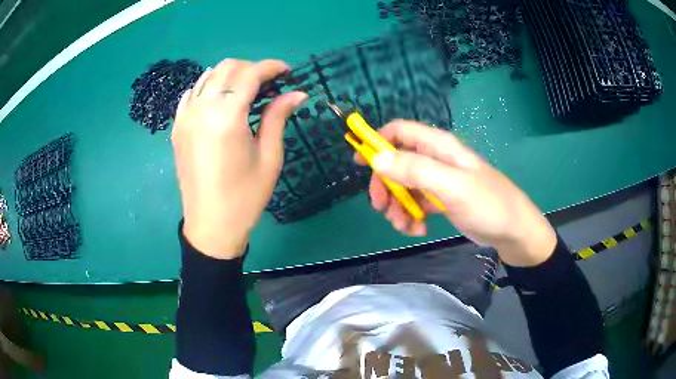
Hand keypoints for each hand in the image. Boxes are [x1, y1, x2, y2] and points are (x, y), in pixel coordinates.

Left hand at [172, 59, 306, 259]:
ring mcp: (185, 117)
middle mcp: (202, 109)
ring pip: (208, 76)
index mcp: (227, 117)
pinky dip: (209, 88)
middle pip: (227, 68)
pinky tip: (220, 100)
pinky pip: (192, 94)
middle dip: (251, 68)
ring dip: (230, 76)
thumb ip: (278, 117)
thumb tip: (297, 93)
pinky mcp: (178, 128)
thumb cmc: (245, 196)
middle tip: (269, 83)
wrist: (210, 225)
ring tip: (246, 91)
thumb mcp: (269, 157)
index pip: (250, 74)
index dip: (272, 67)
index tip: (288, 72)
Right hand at [360, 120, 556, 266]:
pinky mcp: (440, 200)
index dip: (377, 142)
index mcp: (438, 146)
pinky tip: (418, 231)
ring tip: (405, 227)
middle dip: (385, 186)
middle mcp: (435, 159)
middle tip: (381, 208)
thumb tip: (377, 159)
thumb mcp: (452, 186)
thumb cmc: (488, 203)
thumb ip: (415, 170)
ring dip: (397, 207)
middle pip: (396, 163)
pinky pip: (415, 204)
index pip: (399, 131)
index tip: (360, 162)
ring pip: (403, 187)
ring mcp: (437, 181)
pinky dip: (411, 217)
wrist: (512, 230)